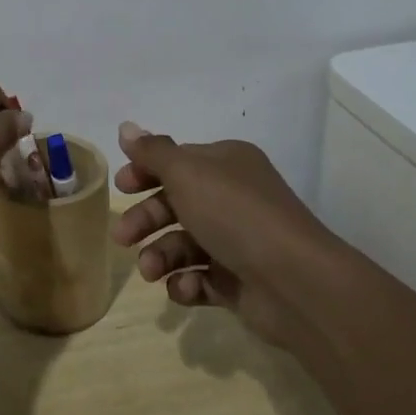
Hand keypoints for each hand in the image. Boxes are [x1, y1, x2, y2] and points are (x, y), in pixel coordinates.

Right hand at [110, 121, 324, 347]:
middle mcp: (232, 198)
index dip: (146, 171)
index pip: (177, 161)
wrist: (294, 282)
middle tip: (123, 237)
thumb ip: (153, 152)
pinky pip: (200, 279)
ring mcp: (237, 242)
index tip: (121, 187)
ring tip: (151, 271)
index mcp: (226, 164)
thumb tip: (126, 127)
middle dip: (146, 219)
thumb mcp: (187, 173)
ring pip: (184, 244)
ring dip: (160, 255)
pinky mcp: (238, 282)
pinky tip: (182, 288)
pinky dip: (185, 283)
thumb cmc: (235, 214)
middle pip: (175, 203)